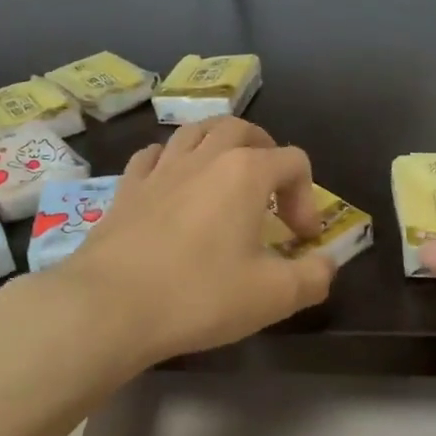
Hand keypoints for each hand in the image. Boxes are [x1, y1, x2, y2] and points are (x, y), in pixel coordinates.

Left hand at [63, 117, 337, 366]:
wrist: (109, 306)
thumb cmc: (199, 295)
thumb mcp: (273, 296)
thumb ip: (313, 276)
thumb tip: (326, 264)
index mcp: (245, 172)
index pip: (293, 161)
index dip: (307, 198)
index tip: (300, 239)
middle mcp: (203, 157)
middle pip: (242, 129)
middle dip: (266, 153)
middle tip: (270, 191)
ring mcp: (160, 169)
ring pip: (195, 132)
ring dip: (218, 147)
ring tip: (225, 178)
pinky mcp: (126, 188)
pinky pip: (154, 156)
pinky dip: (172, 161)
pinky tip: (173, 186)